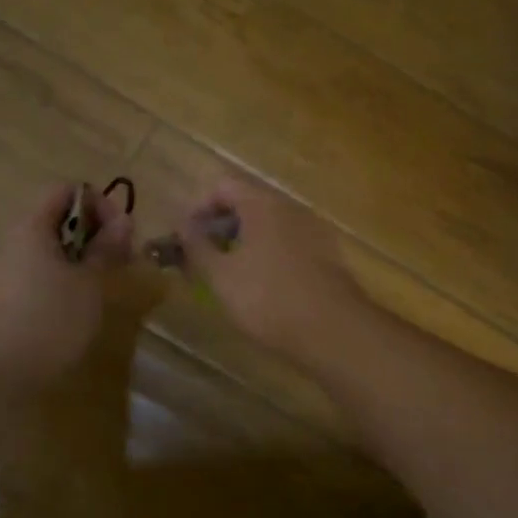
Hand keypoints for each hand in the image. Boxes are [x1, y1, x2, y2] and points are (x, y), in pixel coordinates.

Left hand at [0, 183, 132, 393]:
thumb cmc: (49, 321)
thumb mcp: (91, 283)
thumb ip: (108, 248)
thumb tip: (123, 221)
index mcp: (31, 225)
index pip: (67, 190)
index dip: (100, 204)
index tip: (122, 236)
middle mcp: (11, 238)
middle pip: (57, 217)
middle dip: (93, 233)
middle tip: (117, 262)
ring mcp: (0, 268)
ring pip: (48, 247)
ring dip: (80, 258)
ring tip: (100, 286)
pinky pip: (35, 271)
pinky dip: (60, 278)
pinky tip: (74, 306)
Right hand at [179, 177, 366, 363]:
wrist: (334, 331)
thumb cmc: (269, 298)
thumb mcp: (221, 276)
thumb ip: (197, 246)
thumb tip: (182, 224)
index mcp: (263, 204)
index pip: (223, 186)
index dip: (198, 209)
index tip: (184, 239)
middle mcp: (292, 208)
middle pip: (248, 204)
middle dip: (221, 228)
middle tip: (202, 260)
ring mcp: (315, 230)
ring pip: (270, 226)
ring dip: (244, 244)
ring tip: (228, 277)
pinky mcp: (329, 255)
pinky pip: (290, 245)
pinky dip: (270, 256)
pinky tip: (263, 288)